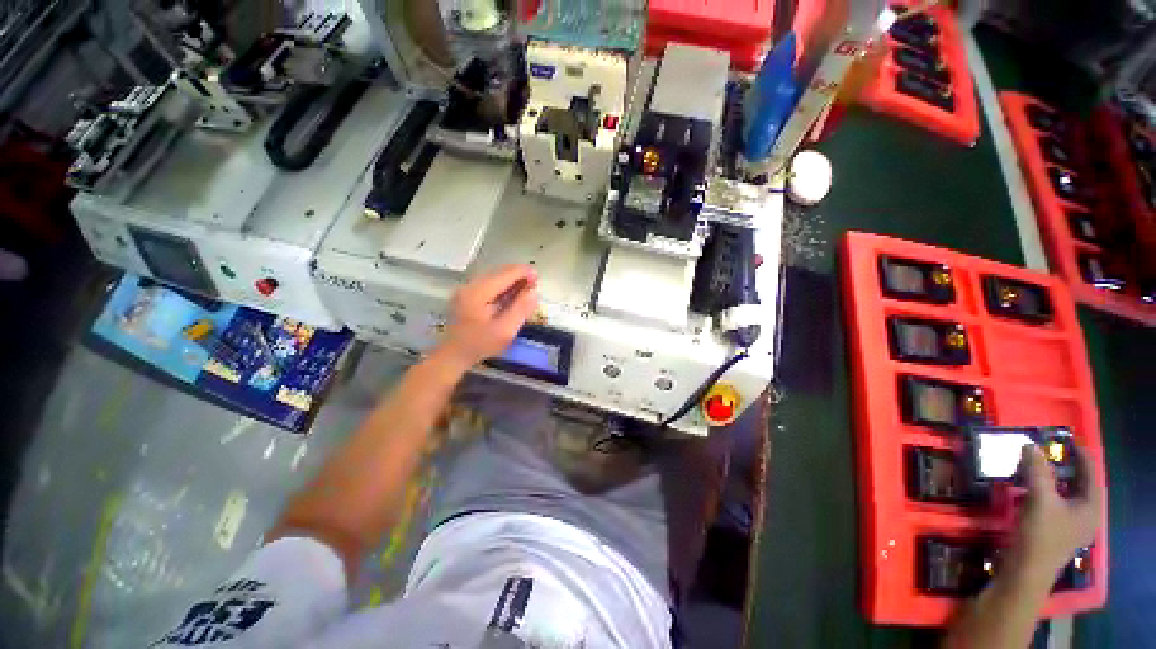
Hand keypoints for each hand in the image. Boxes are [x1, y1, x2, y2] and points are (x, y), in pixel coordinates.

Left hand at [438, 264, 538, 368]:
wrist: (452, 355)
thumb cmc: (479, 345)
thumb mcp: (505, 331)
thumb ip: (520, 310)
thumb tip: (534, 292)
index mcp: (478, 292)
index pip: (505, 274)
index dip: (523, 272)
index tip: (538, 276)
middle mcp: (470, 285)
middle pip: (498, 272)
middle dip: (518, 274)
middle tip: (534, 282)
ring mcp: (466, 289)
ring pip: (494, 276)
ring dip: (511, 279)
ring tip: (526, 287)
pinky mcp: (466, 295)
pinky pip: (488, 283)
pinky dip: (503, 285)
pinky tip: (512, 293)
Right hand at [1014, 444, 1102, 575]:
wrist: (1024, 572)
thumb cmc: (1040, 535)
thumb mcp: (1039, 500)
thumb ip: (1037, 471)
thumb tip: (1031, 444)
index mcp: (1090, 508)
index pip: (1091, 475)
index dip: (1081, 457)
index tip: (1069, 441)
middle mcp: (1085, 515)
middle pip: (1079, 485)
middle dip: (1065, 468)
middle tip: (1050, 452)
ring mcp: (1070, 526)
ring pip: (1065, 495)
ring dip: (1052, 479)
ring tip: (1037, 467)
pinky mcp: (1054, 531)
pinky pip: (1054, 504)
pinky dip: (1044, 492)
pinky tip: (1028, 489)